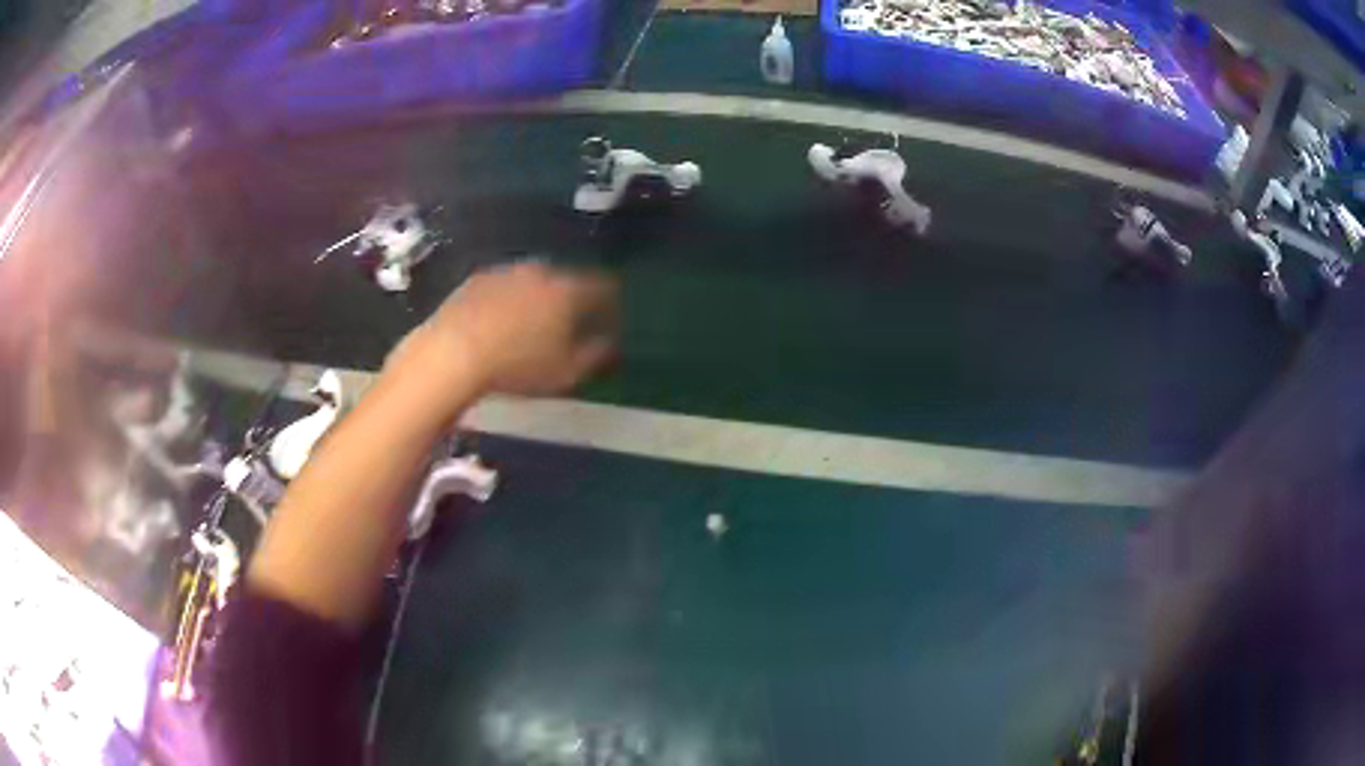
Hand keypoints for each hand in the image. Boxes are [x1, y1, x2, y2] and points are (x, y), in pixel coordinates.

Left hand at [398, 261, 618, 399]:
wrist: (453, 351)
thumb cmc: (517, 366)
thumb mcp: (566, 372)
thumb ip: (595, 355)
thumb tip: (610, 343)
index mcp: (570, 290)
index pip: (603, 286)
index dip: (611, 303)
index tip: (609, 320)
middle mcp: (542, 271)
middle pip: (568, 279)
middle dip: (573, 298)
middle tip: (571, 323)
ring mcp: (508, 271)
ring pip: (535, 280)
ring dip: (540, 297)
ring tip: (533, 324)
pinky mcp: (478, 278)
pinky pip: (506, 285)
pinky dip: (511, 299)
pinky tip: (501, 322)